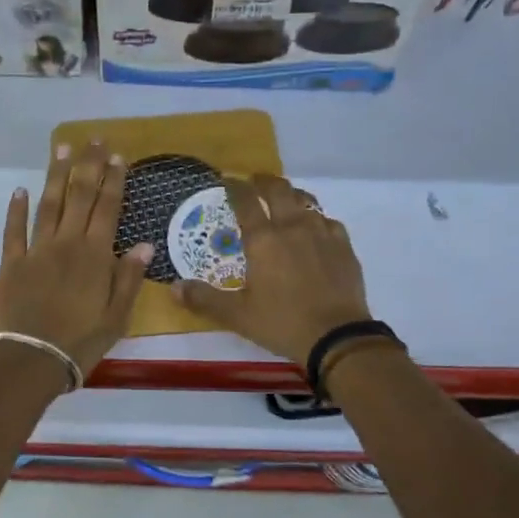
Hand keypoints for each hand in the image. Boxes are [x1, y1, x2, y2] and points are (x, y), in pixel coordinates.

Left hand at [0, 140, 152, 375]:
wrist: (32, 359)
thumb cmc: (81, 341)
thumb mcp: (117, 316)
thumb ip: (128, 278)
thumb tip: (145, 245)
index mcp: (95, 255)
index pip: (108, 208)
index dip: (114, 180)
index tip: (118, 156)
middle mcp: (67, 243)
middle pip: (80, 196)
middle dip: (88, 165)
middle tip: (93, 140)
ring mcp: (36, 250)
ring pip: (48, 204)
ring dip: (56, 175)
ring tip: (61, 149)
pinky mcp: (12, 263)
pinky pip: (14, 230)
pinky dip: (16, 209)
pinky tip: (19, 190)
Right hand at [174, 173, 371, 368]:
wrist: (338, 337)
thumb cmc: (282, 323)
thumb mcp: (237, 316)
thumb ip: (205, 299)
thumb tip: (174, 287)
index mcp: (263, 240)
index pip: (245, 201)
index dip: (235, 187)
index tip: (227, 181)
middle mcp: (292, 227)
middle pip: (278, 190)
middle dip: (264, 181)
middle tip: (255, 182)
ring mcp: (321, 233)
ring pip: (306, 201)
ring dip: (291, 196)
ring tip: (284, 200)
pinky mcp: (344, 246)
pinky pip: (328, 221)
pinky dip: (316, 218)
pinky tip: (315, 229)